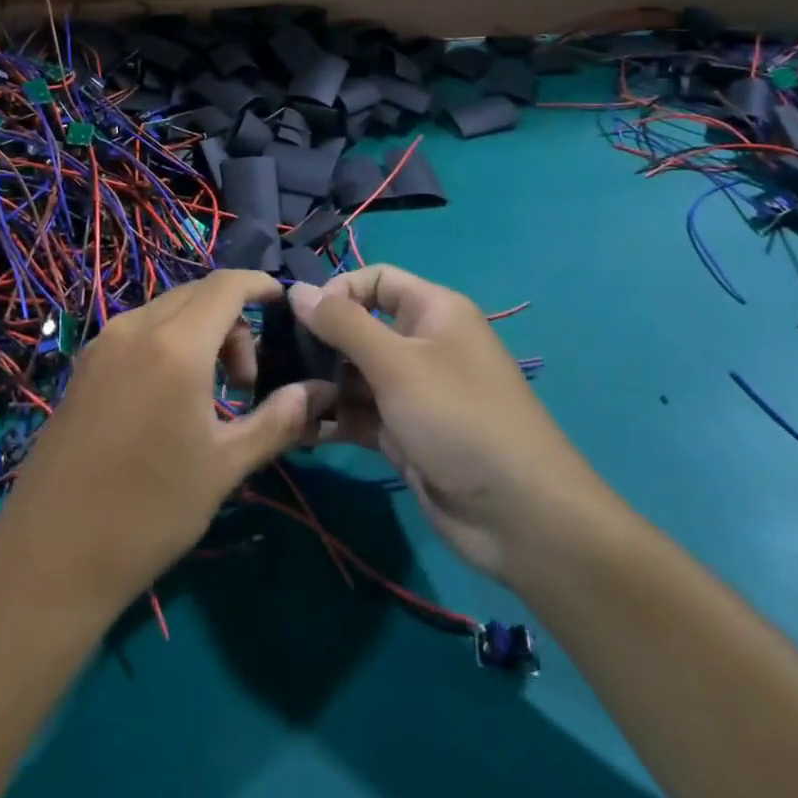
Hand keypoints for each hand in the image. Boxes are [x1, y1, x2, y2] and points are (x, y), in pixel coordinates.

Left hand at [0, 271, 316, 608]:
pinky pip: (139, 331)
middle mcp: (135, 327)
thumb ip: (277, 420)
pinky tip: (169, 398)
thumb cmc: (149, 511)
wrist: (51, 555)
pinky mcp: (84, 364)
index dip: (261, 284)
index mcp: (175, 345)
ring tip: (211, 395)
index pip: (227, 285)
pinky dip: (168, 343)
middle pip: (197, 294)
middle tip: (246, 382)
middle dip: (234, 322)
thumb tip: (320, 392)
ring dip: (201, 332)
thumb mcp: (225, 467)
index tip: (285, 305)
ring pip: (166, 311)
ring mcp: (103, 343)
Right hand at [289, 265, 611, 583]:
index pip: (376, 280)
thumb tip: (297, 289)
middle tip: (277, 362)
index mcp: (432, 311)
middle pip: (359, 328)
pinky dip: (331, 419)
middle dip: (319, 343)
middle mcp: (422, 345)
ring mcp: (412, 393)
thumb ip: (343, 324)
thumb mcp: (397, 363)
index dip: (338, 291)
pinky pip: (358, 415)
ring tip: (281, 400)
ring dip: (319, 384)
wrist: (520, 518)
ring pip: (354, 375)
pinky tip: (297, 430)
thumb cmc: (459, 418)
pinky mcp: (403, 435)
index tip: (301, 318)